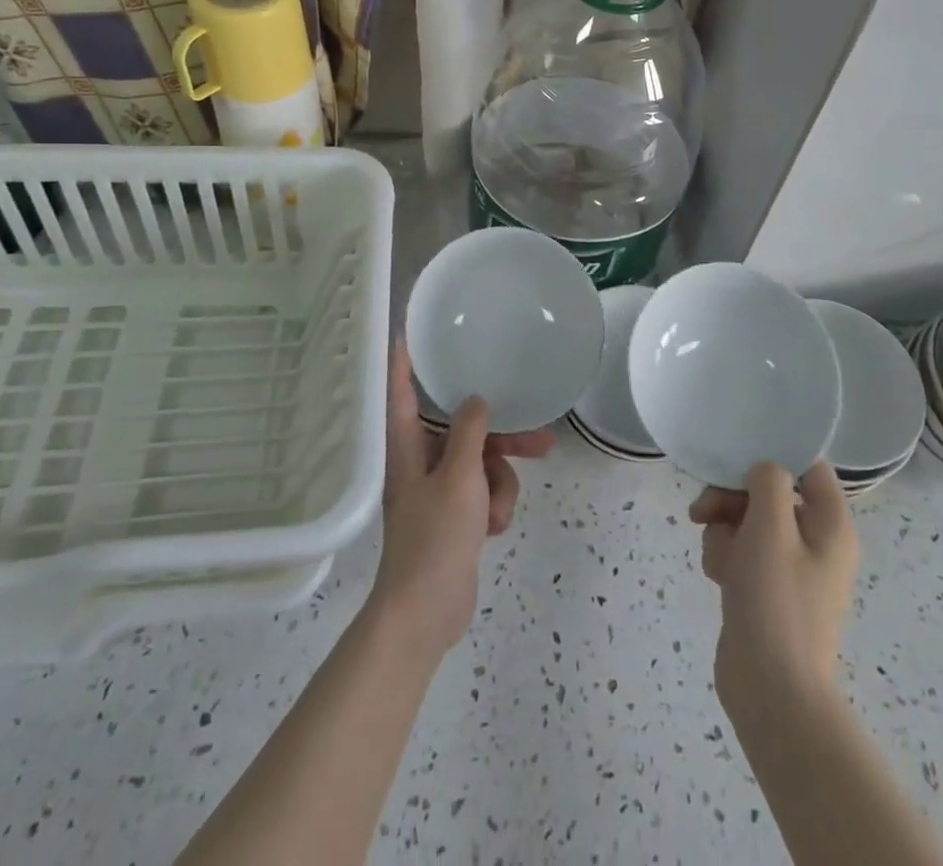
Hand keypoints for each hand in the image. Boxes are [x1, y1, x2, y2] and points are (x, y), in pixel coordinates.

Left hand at [369, 341, 553, 655]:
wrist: (426, 613)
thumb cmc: (434, 538)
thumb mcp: (459, 477)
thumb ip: (471, 432)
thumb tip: (476, 400)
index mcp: (406, 446)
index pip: (402, 389)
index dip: (404, 359)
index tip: (409, 329)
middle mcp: (420, 460)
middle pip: (463, 428)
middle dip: (500, 437)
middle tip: (539, 437)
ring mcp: (439, 488)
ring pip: (482, 461)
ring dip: (500, 483)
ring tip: (500, 510)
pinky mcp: (455, 514)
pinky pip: (485, 490)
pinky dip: (494, 506)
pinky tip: (491, 530)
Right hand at [689, 460, 859, 717]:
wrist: (770, 691)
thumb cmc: (775, 599)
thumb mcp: (771, 526)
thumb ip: (768, 481)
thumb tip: (764, 471)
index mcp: (831, 524)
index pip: (808, 466)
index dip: (773, 455)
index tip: (737, 457)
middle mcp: (816, 541)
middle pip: (769, 492)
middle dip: (733, 498)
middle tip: (705, 510)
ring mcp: (791, 568)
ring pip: (748, 521)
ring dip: (724, 530)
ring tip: (718, 559)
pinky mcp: (767, 589)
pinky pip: (742, 552)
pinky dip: (726, 557)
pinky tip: (718, 577)